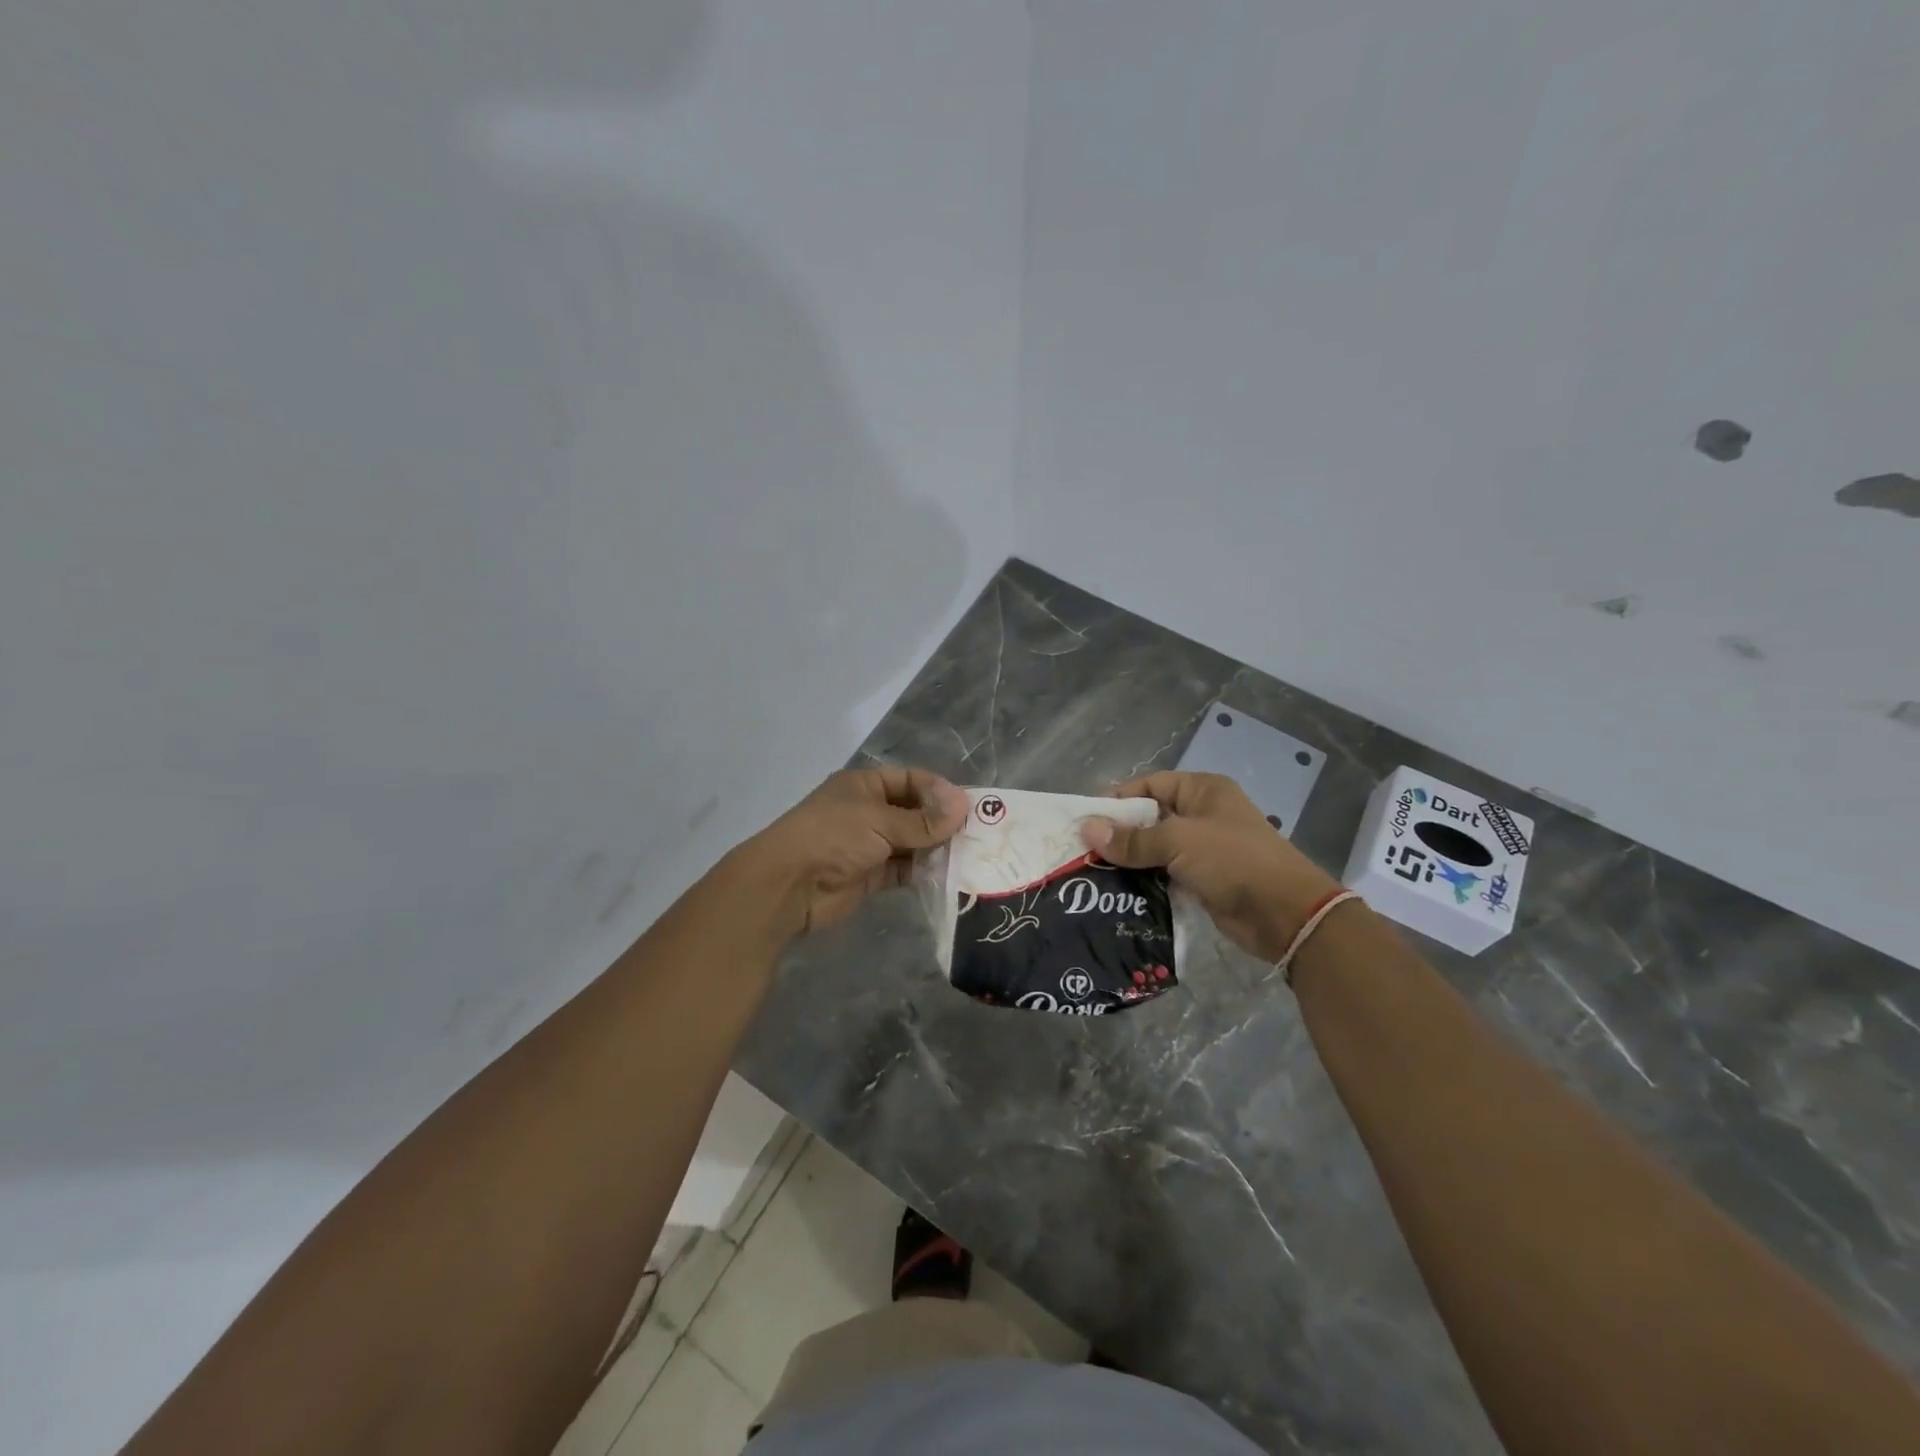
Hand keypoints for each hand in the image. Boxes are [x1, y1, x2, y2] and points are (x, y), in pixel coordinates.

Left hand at [727, 766, 969, 940]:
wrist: (788, 886)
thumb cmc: (832, 837)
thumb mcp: (879, 821)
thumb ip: (922, 819)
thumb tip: (964, 806)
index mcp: (864, 786)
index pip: (910, 780)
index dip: (939, 791)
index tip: (970, 806)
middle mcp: (868, 812)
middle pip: (914, 812)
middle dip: (942, 822)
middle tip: (978, 834)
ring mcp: (869, 845)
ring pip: (911, 843)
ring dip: (936, 849)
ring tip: (970, 856)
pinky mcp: (871, 876)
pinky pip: (904, 870)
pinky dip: (924, 872)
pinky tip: (949, 876)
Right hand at [1082, 772, 1341, 962]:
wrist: (1285, 914)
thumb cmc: (1233, 860)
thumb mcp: (1179, 842)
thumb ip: (1133, 838)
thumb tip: (1087, 829)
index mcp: (1202, 790)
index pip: (1149, 785)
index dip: (1118, 799)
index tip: (1085, 818)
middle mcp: (1202, 814)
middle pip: (1150, 818)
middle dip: (1119, 833)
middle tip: (1081, 849)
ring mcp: (1204, 849)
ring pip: (1155, 849)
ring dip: (1129, 861)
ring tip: (1091, 872)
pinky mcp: (1203, 880)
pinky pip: (1165, 875)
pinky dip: (1144, 881)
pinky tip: (1117, 892)